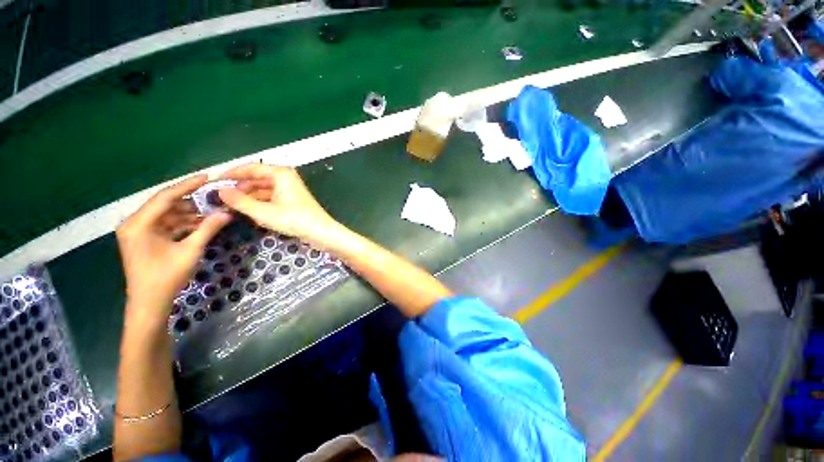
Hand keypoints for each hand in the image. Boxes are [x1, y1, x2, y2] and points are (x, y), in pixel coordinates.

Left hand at [117, 176, 231, 322]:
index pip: (165, 197)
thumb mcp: (190, 251)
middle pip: (166, 204)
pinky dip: (184, 223)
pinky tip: (202, 223)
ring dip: (190, 213)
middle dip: (191, 201)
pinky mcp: (146, 239)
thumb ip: (208, 229)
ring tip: (213, 211)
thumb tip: (228, 213)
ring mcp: (140, 232)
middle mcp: (135, 223)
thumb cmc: (166, 277)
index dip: (187, 185)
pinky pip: (167, 225)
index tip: (207, 177)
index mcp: (138, 224)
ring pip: (168, 214)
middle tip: (214, 196)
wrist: (150, 303)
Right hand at [218, 164, 338, 244]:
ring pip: (262, 190)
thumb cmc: (294, 219)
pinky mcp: (291, 200)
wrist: (321, 232)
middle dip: (239, 188)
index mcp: (280, 173)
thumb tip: (219, 191)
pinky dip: (259, 204)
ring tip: (230, 207)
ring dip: (248, 197)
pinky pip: (270, 198)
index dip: (231, 174)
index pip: (250, 167)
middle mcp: (285, 178)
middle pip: (256, 179)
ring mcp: (289, 189)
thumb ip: (240, 201)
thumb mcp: (263, 212)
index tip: (213, 182)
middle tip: (219, 198)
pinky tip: (248, 213)